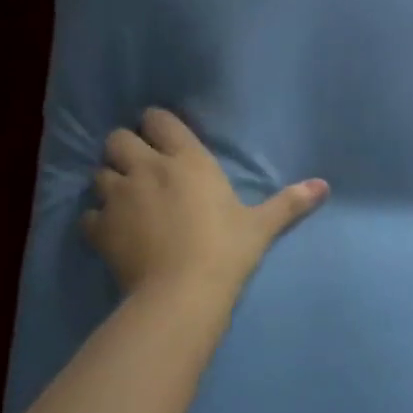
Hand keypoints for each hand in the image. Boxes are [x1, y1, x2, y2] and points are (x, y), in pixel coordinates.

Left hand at [82, 108, 328, 307]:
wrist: (182, 294)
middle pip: (118, 139)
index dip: (157, 125)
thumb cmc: (226, 251)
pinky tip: (110, 232)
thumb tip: (324, 186)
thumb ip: (289, 203)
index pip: (157, 119)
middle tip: (140, 169)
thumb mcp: (260, 226)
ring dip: (109, 181)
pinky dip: (96, 219)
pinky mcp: (100, 228)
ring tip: (124, 199)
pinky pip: (88, 214)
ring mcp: (119, 196)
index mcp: (187, 159)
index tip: (165, 140)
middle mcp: (148, 168)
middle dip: (125, 149)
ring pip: (99, 172)